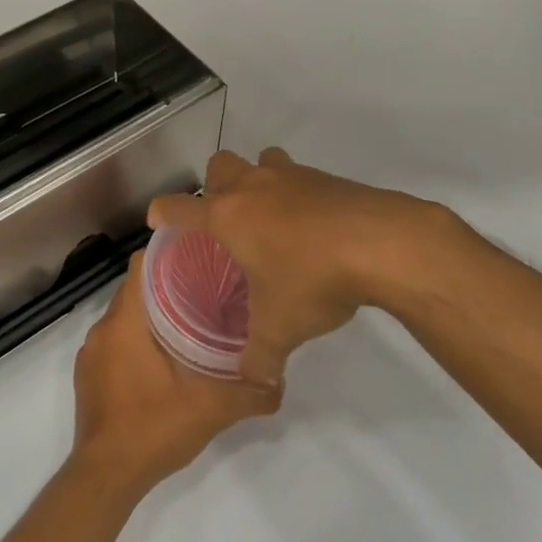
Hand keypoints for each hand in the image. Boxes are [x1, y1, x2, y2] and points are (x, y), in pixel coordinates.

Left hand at [70, 255, 280, 499]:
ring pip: (125, 316)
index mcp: (126, 320)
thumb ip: (251, 392)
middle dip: (168, 285)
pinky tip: (163, 359)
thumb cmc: (154, 427)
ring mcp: (91, 353)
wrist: (106, 477)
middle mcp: (102, 328)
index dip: (170, 254)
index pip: (142, 264)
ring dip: (152, 315)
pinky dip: (136, 340)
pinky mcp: (88, 375)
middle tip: (207, 291)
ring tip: (190, 322)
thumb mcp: (212, 408)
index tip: (201, 257)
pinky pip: (114, 341)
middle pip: (136, 288)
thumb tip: (280, 380)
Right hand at [148, 148, 458, 387]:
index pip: (179, 207)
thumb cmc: (313, 279)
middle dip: (215, 186)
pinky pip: (299, 176)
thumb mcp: (280, 329)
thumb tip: (254, 381)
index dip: (163, 213)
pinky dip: (297, 194)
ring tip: (270, 216)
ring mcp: (292, 176)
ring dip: (259, 180)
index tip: (159, 221)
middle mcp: (254, 187)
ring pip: (262, 160)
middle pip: (219, 165)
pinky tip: (313, 228)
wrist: (382, 243)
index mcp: (228, 216)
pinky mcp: (327, 178)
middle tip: (225, 220)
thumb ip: (259, 357)